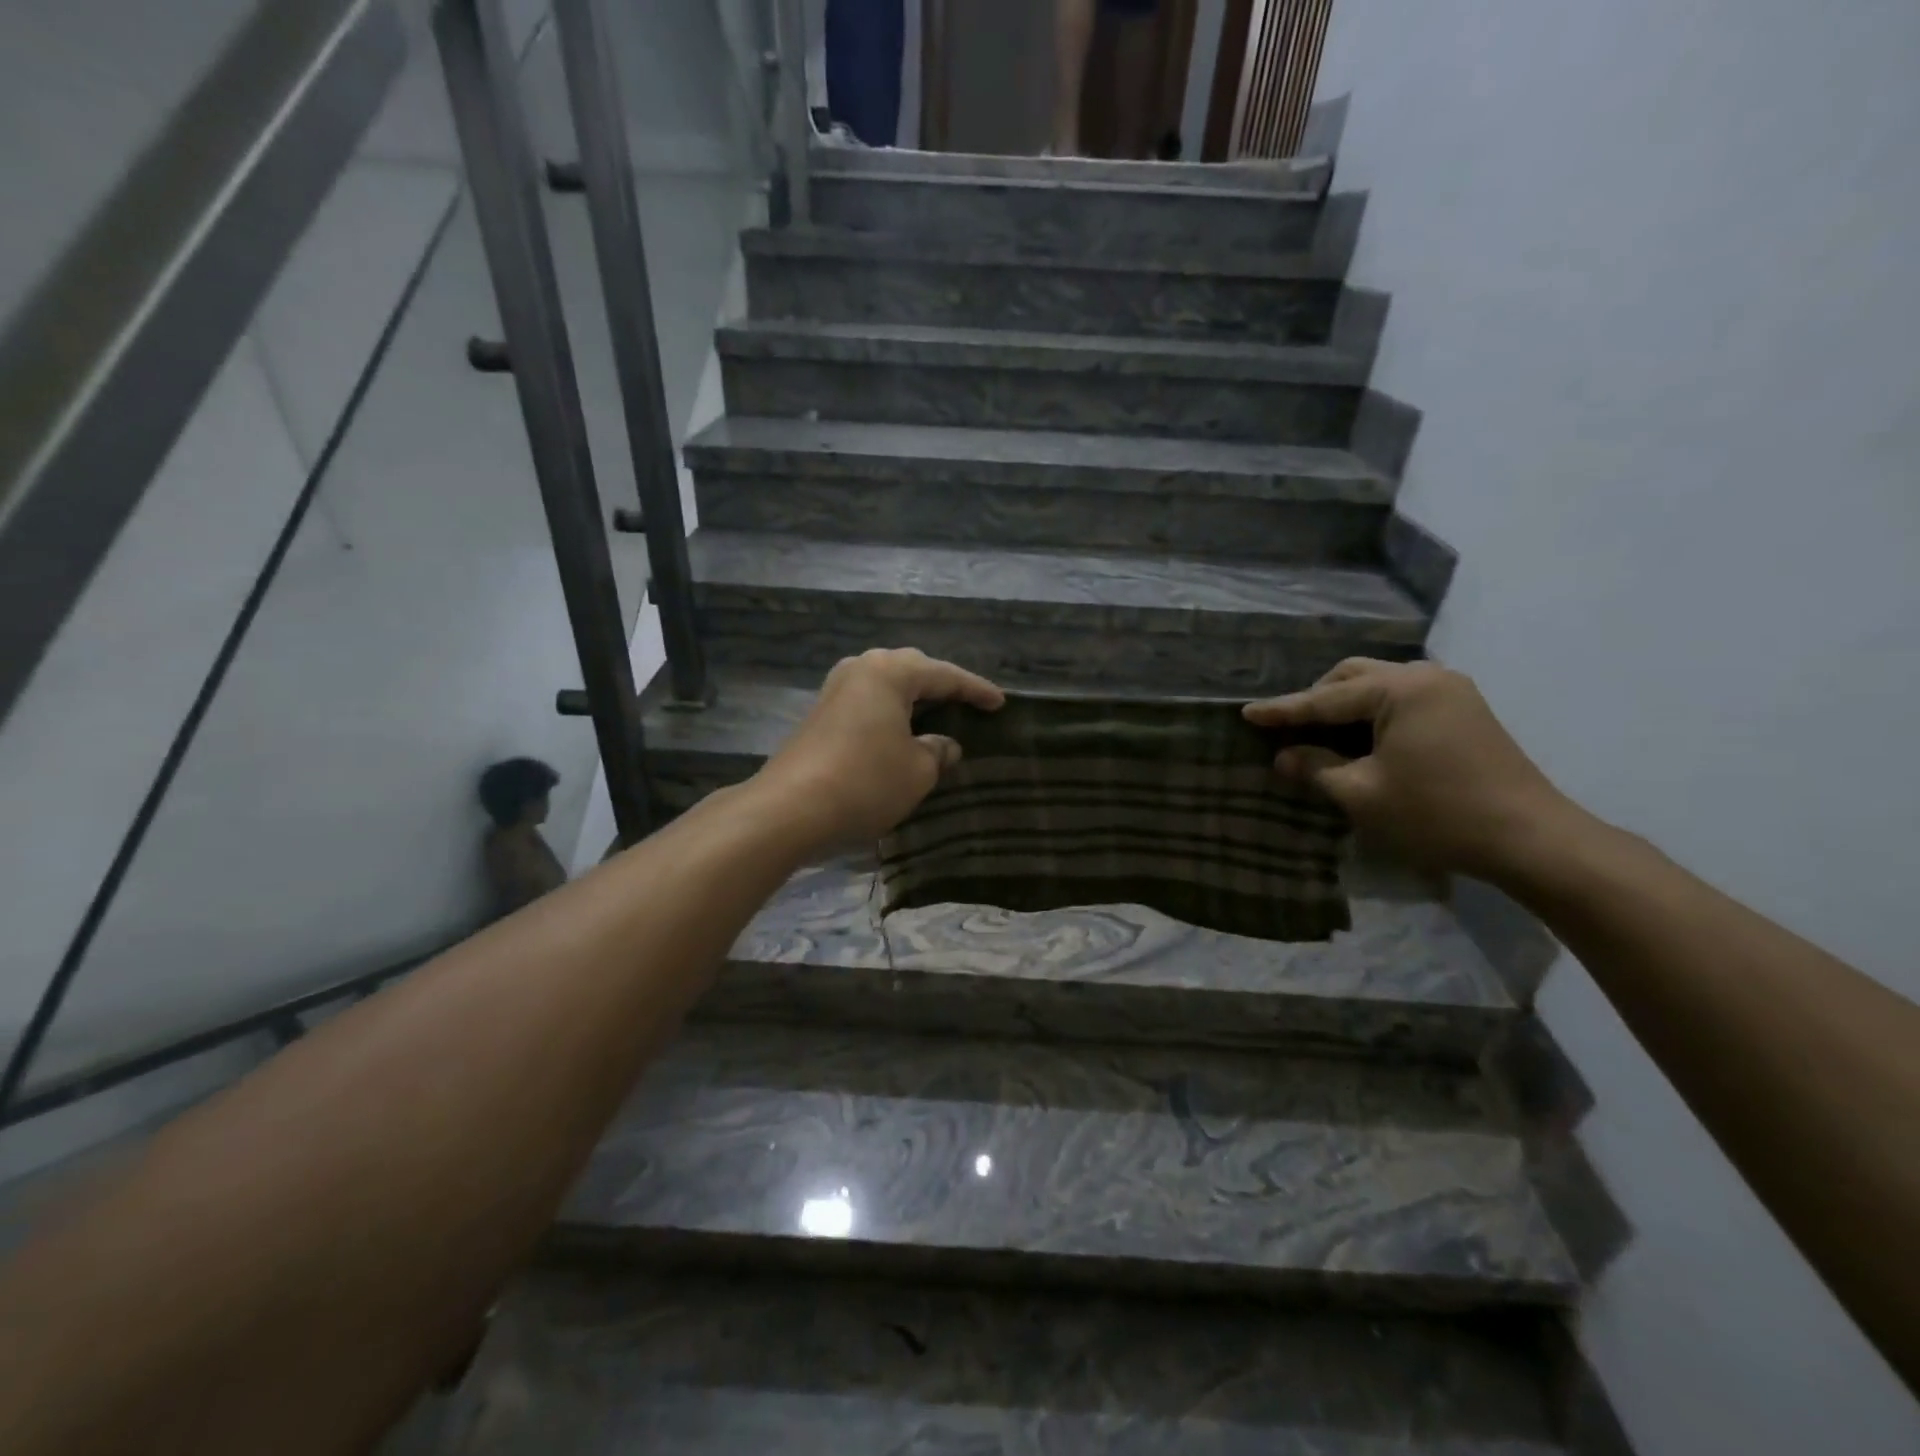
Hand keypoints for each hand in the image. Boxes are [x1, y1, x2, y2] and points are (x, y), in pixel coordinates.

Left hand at [752, 648, 1004, 852]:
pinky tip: (899, 731)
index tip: (1000, 704)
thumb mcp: (917, 771)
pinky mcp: (819, 714)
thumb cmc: (865, 782)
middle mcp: (860, 669)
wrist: (789, 810)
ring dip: (912, 698)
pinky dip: (890, 712)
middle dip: (941, 685)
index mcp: (890, 672)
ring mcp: (835, 690)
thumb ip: (938, 751)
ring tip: (936, 714)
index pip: (944, 675)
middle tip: (967, 704)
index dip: (976, 690)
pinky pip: (867, 702)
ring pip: (885, 684)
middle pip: (911, 669)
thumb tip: (944, 744)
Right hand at [1244, 659, 1578, 880]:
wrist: (1531, 839)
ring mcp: (1452, 691)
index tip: (1245, 713)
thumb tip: (1284, 756)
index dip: (1283, 710)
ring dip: (1346, 704)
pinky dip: (1373, 712)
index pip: (1326, 698)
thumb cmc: (1437, 814)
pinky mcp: (1465, 711)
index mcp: (1401, 690)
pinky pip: (1403, 698)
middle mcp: (1427, 677)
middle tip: (1288, 726)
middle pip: (1354, 676)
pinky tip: (1361, 737)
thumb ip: (1316, 768)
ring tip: (1320, 732)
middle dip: (1317, 698)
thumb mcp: (1362, 794)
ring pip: (1380, 684)